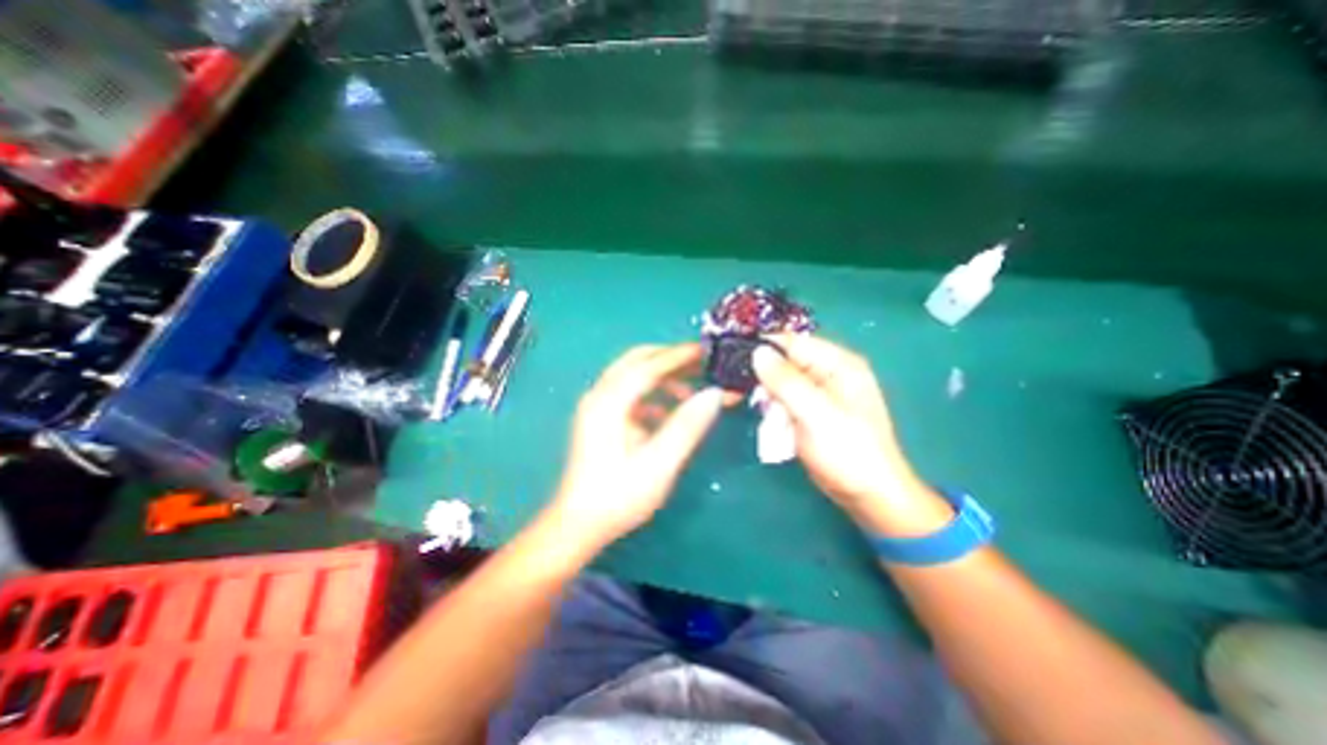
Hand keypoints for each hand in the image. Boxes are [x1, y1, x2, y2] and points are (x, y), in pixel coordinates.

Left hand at [549, 345, 723, 547]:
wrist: (578, 525)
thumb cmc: (618, 497)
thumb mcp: (659, 464)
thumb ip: (687, 426)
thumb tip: (714, 394)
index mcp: (609, 402)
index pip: (649, 366)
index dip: (679, 356)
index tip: (707, 350)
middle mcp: (600, 396)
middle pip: (637, 362)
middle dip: (670, 359)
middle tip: (702, 364)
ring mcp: (598, 407)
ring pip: (633, 376)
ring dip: (663, 378)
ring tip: (692, 392)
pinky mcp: (601, 419)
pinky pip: (630, 395)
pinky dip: (652, 396)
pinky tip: (669, 413)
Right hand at [752, 335, 949, 535]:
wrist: (867, 495)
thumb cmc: (847, 451)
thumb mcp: (815, 413)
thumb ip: (785, 382)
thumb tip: (757, 352)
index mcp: (837, 363)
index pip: (793, 342)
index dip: (764, 348)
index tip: (734, 361)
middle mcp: (827, 373)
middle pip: (784, 362)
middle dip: (762, 378)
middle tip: (741, 395)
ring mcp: (818, 394)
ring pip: (780, 384)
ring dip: (766, 399)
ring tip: (762, 416)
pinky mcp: (809, 413)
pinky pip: (784, 402)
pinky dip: (773, 412)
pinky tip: (772, 426)